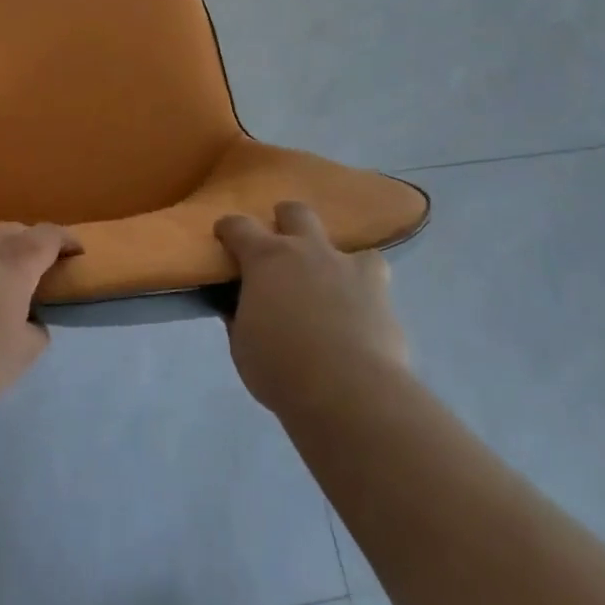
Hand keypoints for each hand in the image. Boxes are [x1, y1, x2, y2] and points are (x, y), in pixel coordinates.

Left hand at [0, 224, 78, 412]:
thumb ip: (34, 336)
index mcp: (14, 263)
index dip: (66, 240)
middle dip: (30, 240)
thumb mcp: (19, 357)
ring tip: (2, 282)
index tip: (77, 251)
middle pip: (11, 230)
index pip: (47, 236)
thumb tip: (30, 323)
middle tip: (39, 264)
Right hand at [215, 201, 407, 416]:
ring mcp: (347, 267)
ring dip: (332, 255)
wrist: (350, 392)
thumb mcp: (242, 345)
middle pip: (295, 212)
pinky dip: (363, 286)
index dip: (228, 229)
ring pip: (345, 240)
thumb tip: (239, 306)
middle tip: (279, 246)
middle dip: (284, 220)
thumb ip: (240, 317)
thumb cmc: (281, 368)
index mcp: (266, 259)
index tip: (224, 236)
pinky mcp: (380, 291)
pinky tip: (358, 306)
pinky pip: (373, 275)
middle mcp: (307, 251)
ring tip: (328, 279)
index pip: (239, 227)